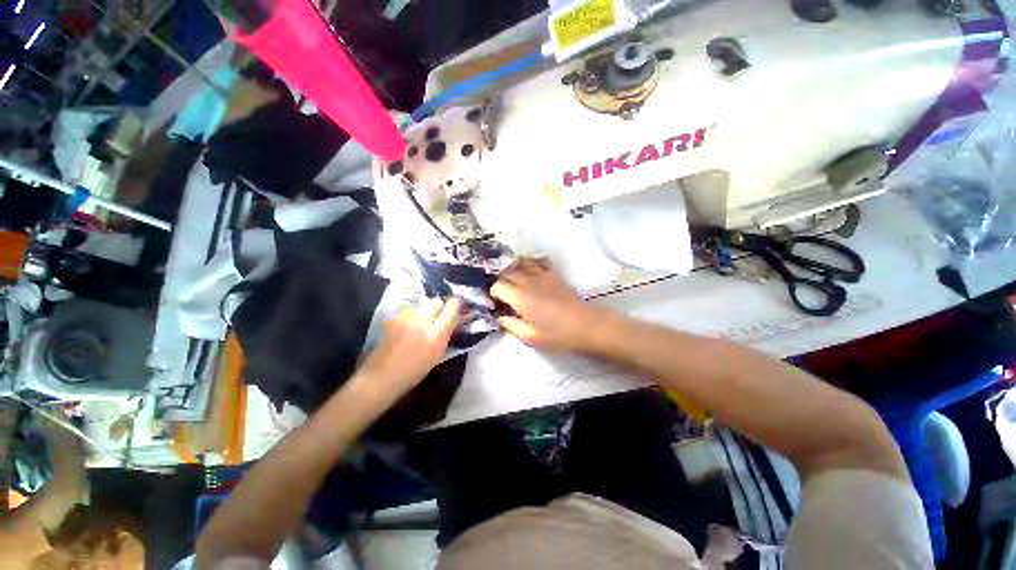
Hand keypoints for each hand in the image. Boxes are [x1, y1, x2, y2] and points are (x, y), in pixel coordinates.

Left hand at [356, 297, 461, 401]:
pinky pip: (409, 312)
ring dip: (425, 312)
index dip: (456, 305)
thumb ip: (446, 333)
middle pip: (436, 301)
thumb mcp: (438, 354)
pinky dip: (412, 317)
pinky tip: (408, 329)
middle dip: (440, 307)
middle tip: (439, 317)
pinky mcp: (394, 317)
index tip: (457, 308)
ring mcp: (406, 317)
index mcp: (437, 334)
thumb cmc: (414, 371)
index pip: (452, 308)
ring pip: (422, 306)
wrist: (382, 376)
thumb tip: (452, 320)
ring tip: (421, 325)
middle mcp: (422, 320)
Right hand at [491, 258, 609, 351]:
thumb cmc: (558, 334)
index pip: (498, 286)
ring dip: (513, 269)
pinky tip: (531, 272)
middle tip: (503, 294)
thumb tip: (500, 317)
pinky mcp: (554, 274)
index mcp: (520, 297)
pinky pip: (539, 261)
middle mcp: (528, 281)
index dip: (493, 294)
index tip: (496, 304)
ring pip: (521, 262)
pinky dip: (531, 263)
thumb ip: (511, 325)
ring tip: (513, 280)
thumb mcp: (530, 337)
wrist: (587, 325)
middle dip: (500, 281)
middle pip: (507, 272)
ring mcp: (542, 275)